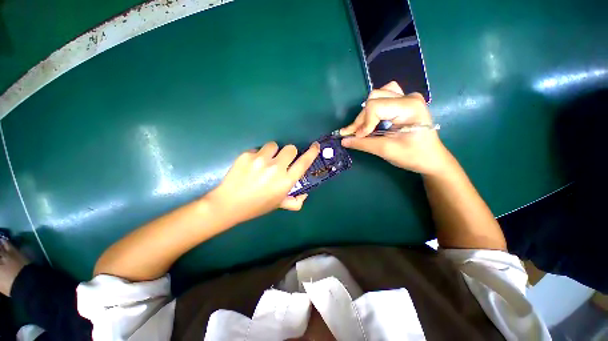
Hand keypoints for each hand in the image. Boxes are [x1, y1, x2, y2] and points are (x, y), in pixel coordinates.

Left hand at [208, 141, 319, 223]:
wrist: (229, 204)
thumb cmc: (257, 206)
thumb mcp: (279, 205)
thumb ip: (295, 202)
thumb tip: (304, 195)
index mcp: (286, 181)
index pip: (304, 162)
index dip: (312, 152)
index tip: (315, 146)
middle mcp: (276, 168)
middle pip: (291, 148)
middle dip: (289, 153)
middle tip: (281, 161)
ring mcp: (261, 160)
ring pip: (274, 145)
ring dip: (272, 152)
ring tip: (264, 162)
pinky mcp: (247, 155)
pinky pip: (258, 149)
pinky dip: (257, 155)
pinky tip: (251, 166)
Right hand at [340, 81, 450, 175]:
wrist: (432, 159)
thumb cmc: (413, 156)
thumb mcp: (386, 150)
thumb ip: (363, 143)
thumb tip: (343, 140)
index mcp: (409, 107)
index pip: (375, 106)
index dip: (363, 123)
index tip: (358, 137)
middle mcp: (408, 97)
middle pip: (374, 99)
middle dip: (362, 119)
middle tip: (354, 134)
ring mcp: (407, 98)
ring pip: (378, 95)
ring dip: (366, 112)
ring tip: (363, 128)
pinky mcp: (405, 103)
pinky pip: (384, 96)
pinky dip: (374, 108)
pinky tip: (373, 119)